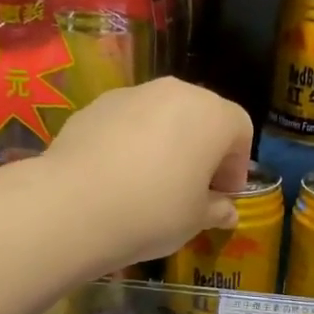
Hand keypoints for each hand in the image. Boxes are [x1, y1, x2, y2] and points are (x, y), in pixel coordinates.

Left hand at [43, 78, 254, 267]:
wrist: (73, 205)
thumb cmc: (153, 211)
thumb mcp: (195, 220)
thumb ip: (216, 209)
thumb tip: (227, 211)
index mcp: (212, 115)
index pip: (240, 131)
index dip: (236, 166)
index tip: (222, 196)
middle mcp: (175, 92)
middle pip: (201, 116)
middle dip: (202, 149)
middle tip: (191, 189)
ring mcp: (132, 94)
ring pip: (162, 116)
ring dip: (166, 143)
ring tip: (150, 183)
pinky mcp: (95, 105)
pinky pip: (127, 122)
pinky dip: (130, 142)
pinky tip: (116, 176)